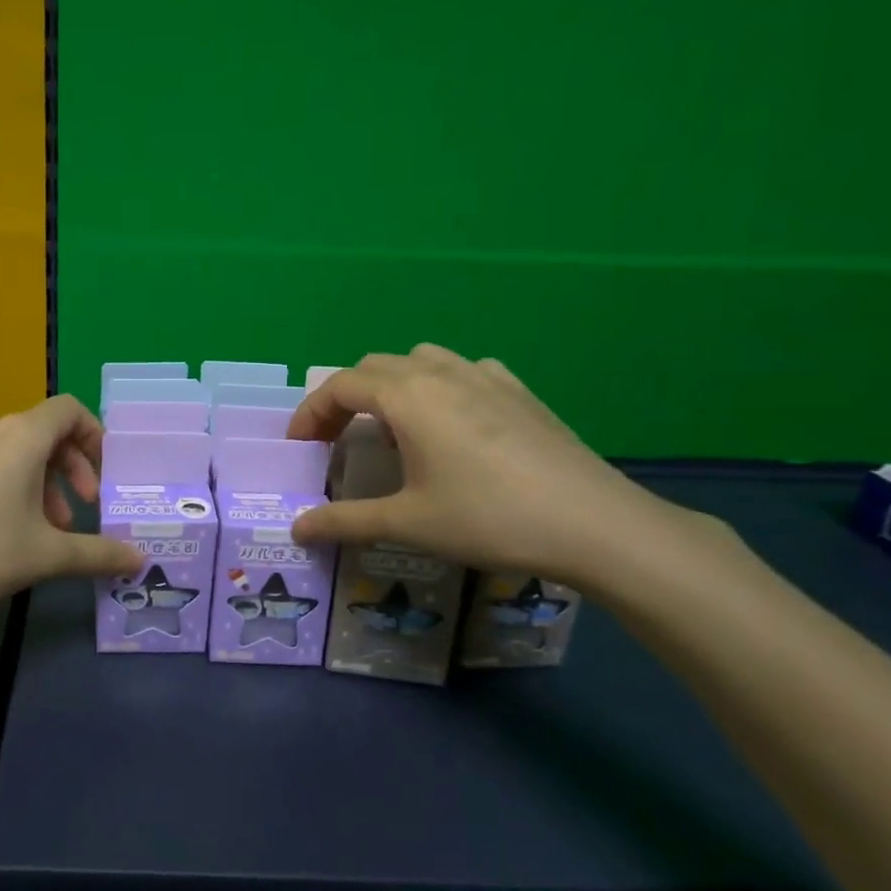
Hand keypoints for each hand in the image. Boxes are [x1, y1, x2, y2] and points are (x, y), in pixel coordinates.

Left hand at [0, 396, 142, 620]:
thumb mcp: (46, 555)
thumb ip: (98, 553)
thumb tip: (138, 560)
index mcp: (21, 435)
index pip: (69, 410)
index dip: (94, 436)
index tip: (104, 476)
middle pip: (44, 431)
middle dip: (71, 468)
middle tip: (81, 510)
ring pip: (16, 450)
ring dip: (42, 481)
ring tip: (47, 529)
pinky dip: (11, 483)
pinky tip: (8, 529)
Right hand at [287, 347, 683, 589]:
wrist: (594, 524)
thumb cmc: (489, 518)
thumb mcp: (408, 523)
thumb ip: (345, 521)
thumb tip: (296, 529)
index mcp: (407, 397)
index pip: (339, 386)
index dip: (310, 413)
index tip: (300, 448)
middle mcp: (440, 373)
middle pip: (373, 367)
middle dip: (344, 399)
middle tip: (335, 441)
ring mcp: (485, 376)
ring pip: (419, 361)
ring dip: (390, 386)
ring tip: (391, 427)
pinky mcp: (519, 391)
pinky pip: (463, 370)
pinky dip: (438, 386)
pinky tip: (451, 421)